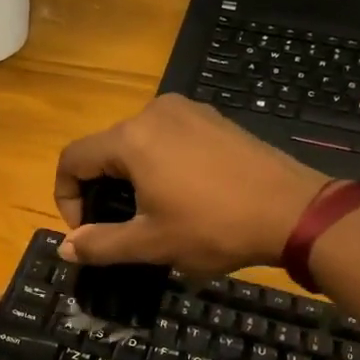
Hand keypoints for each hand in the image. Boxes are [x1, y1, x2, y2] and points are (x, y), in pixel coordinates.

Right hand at [54, 94, 328, 273]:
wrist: (294, 211)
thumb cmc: (214, 228)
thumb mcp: (151, 243)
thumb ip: (100, 244)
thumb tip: (64, 249)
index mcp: (131, 138)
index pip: (73, 160)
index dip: (66, 198)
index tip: (86, 231)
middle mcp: (154, 112)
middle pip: (104, 149)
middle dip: (99, 189)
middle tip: (117, 227)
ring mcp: (188, 110)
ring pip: (136, 143)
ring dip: (129, 178)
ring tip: (150, 213)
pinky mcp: (213, 118)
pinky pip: (167, 138)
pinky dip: (158, 164)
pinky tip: (182, 194)